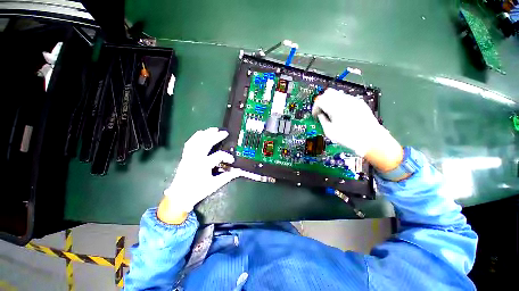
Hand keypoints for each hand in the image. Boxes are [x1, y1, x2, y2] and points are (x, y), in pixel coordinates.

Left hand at [159, 128, 240, 223]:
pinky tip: (201, 134)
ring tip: (214, 129)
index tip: (232, 160)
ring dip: (206, 133)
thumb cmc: (198, 191)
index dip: (227, 156)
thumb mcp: (214, 185)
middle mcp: (195, 158)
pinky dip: (195, 137)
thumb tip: (239, 171)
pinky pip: (189, 143)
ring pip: (196, 140)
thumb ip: (227, 177)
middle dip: (216, 136)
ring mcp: (188, 156)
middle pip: (206, 143)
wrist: (180, 196)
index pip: (218, 156)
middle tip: (224, 132)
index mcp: (203, 165)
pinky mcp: (184, 156)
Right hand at [312, 88, 403, 172]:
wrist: (371, 140)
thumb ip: (322, 120)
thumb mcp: (330, 132)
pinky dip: (339, 103)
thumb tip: (320, 115)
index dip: (315, 107)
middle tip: (321, 112)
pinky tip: (341, 113)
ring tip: (331, 113)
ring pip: (337, 94)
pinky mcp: (360, 103)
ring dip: (331, 101)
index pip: (320, 100)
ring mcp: (354, 100)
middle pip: (328, 93)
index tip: (315, 115)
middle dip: (322, 101)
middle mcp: (344, 100)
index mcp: (335, 108)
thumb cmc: (348, 138)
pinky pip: (346, 98)